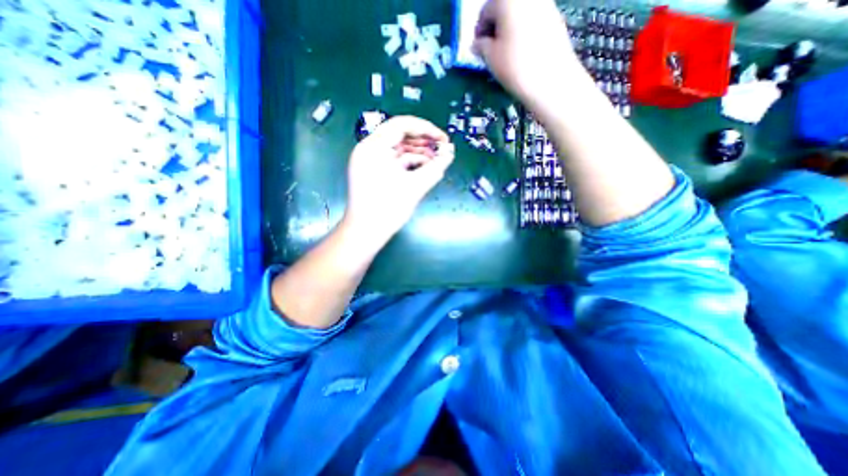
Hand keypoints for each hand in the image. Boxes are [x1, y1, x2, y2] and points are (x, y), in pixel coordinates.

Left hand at [339, 116, 454, 240]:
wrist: (366, 232)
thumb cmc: (388, 209)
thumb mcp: (414, 187)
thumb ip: (435, 168)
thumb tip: (450, 154)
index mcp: (374, 147)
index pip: (402, 125)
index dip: (426, 129)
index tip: (443, 139)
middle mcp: (369, 149)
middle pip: (400, 136)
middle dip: (423, 142)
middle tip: (442, 150)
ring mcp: (370, 161)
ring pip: (398, 149)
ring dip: (419, 154)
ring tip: (437, 161)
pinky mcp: (374, 172)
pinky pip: (394, 161)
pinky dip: (410, 164)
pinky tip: (425, 169)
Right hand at [475, 0, 586, 110]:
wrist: (551, 80)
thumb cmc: (515, 66)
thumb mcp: (490, 58)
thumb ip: (481, 46)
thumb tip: (477, 44)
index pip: (485, 11)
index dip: (478, 32)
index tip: (477, 49)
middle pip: (504, 8)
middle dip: (495, 28)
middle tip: (490, 51)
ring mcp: (545, 4)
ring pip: (519, 14)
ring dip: (509, 30)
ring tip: (506, 54)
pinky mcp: (556, 18)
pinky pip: (533, 21)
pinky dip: (523, 32)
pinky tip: (522, 53)